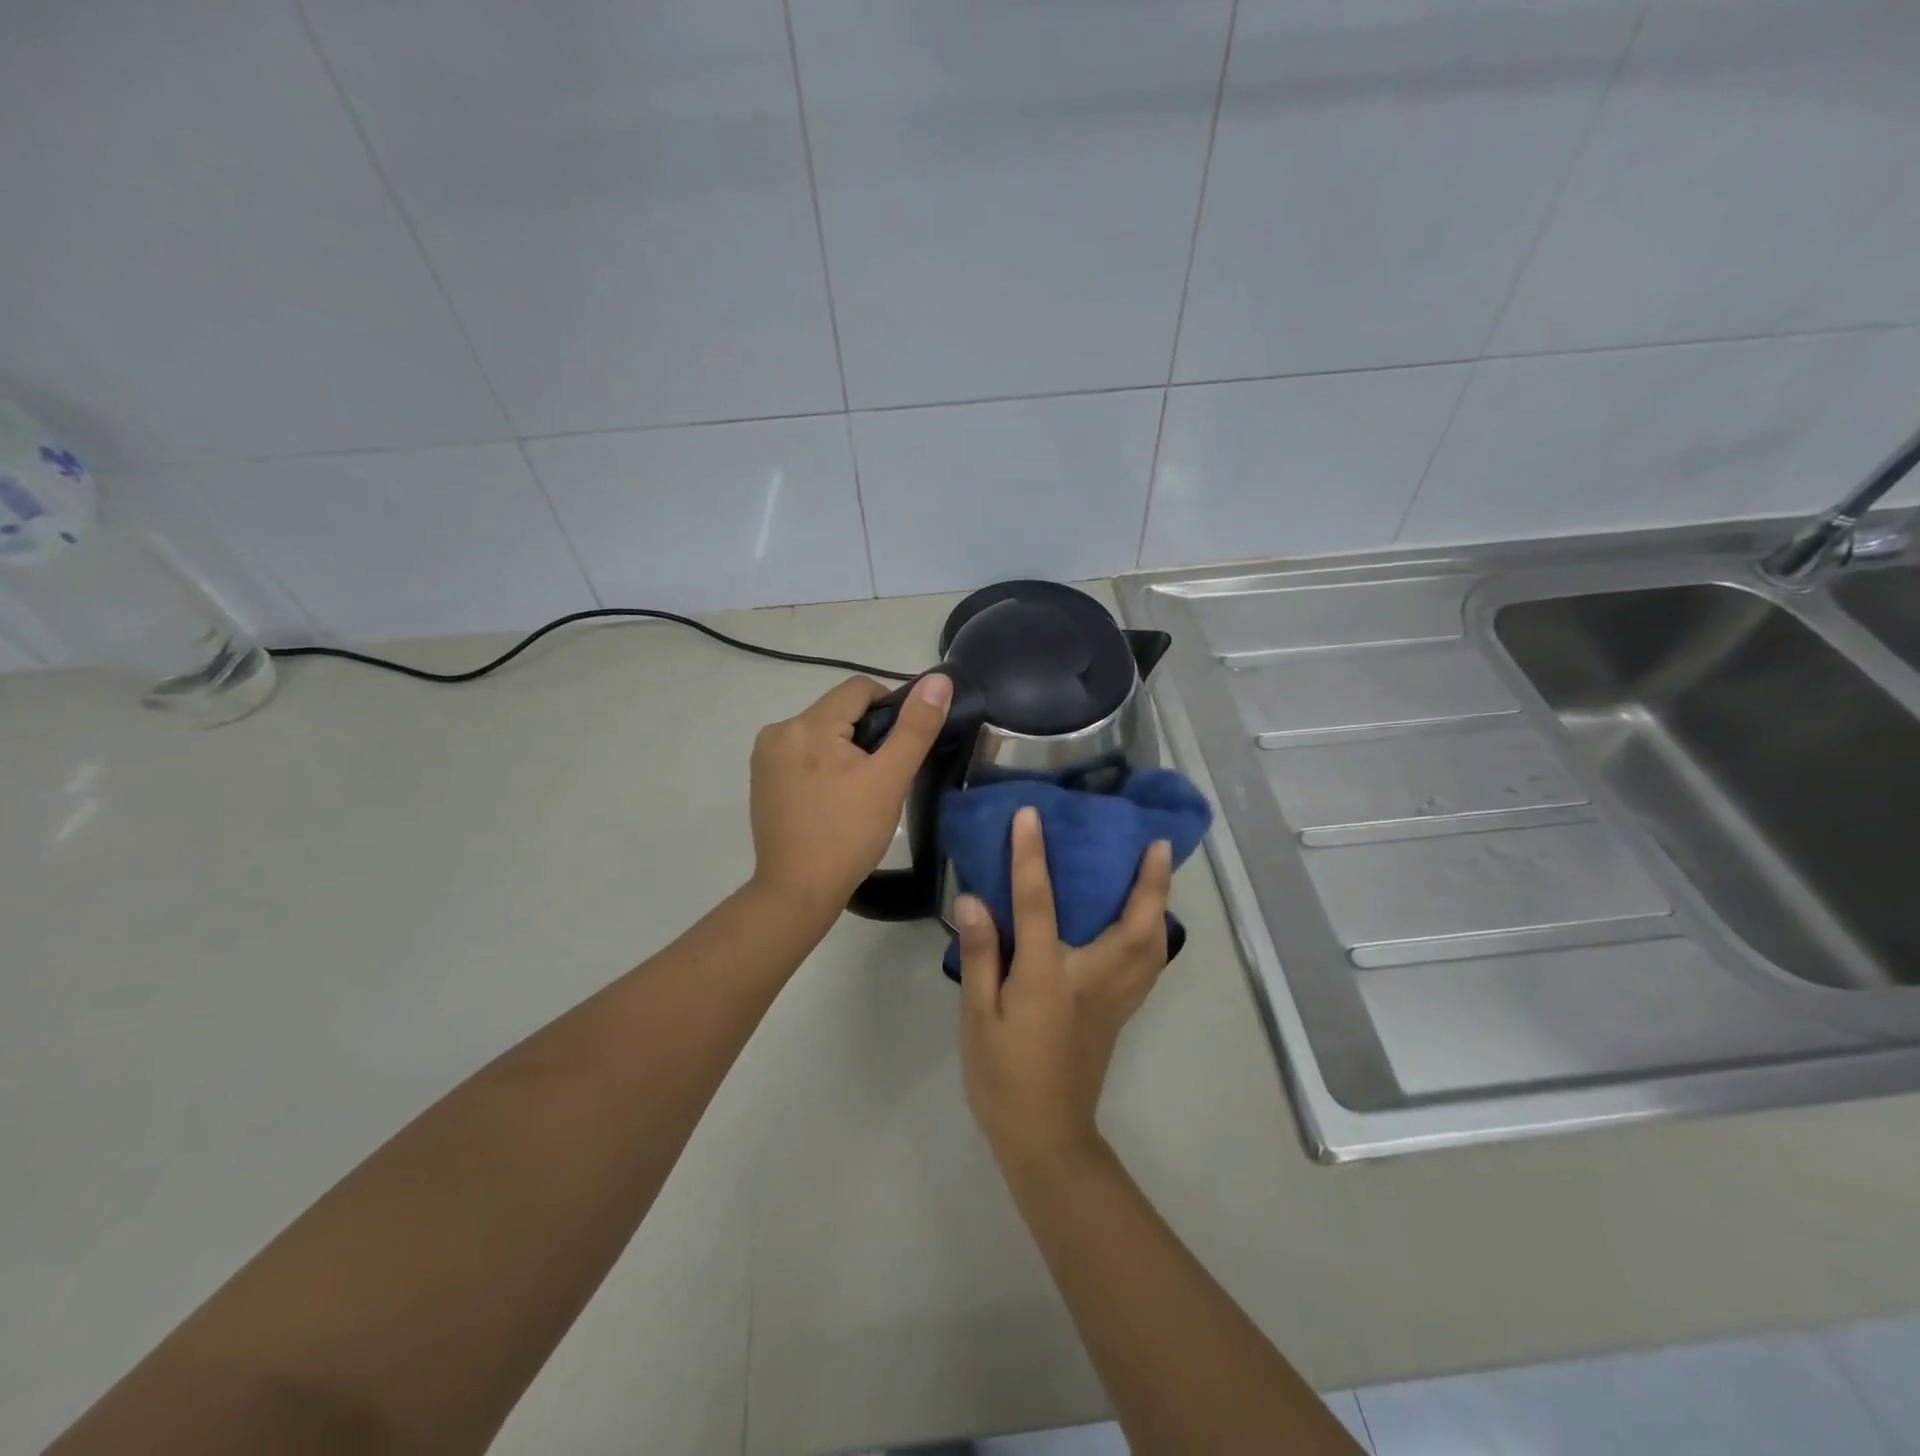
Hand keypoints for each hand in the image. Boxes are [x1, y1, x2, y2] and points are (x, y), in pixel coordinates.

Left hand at [749, 674, 950, 915]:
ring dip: (845, 748)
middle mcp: (779, 730)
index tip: (900, 747)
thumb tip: (939, 680)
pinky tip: (832, 797)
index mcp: (808, 724)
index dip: (890, 707)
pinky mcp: (761, 778)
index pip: (859, 689)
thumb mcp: (890, 779)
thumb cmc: (848, 834)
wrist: (798, 890)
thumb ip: (916, 727)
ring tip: (858, 790)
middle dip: (866, 733)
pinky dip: (823, 763)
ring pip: (821, 732)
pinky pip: (802, 752)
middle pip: (838, 710)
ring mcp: (765, 755)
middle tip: (882, 776)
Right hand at [957, 807, 1174, 1172]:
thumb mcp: (977, 1017)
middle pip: (1135, 926)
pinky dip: (1156, 936)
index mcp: (1048, 979)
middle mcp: (1092, 981)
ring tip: (1160, 873)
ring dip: (1161, 905)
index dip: (1033, 857)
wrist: (1045, 1138)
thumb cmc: (1003, 1077)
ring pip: (1153, 947)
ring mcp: (1114, 1000)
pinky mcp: (1120, 1014)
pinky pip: (1149, 966)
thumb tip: (974, 900)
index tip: (1033, 816)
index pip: (1039, 905)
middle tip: (1157, 843)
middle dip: (1150, 883)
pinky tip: (1150, 923)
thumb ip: (981, 956)